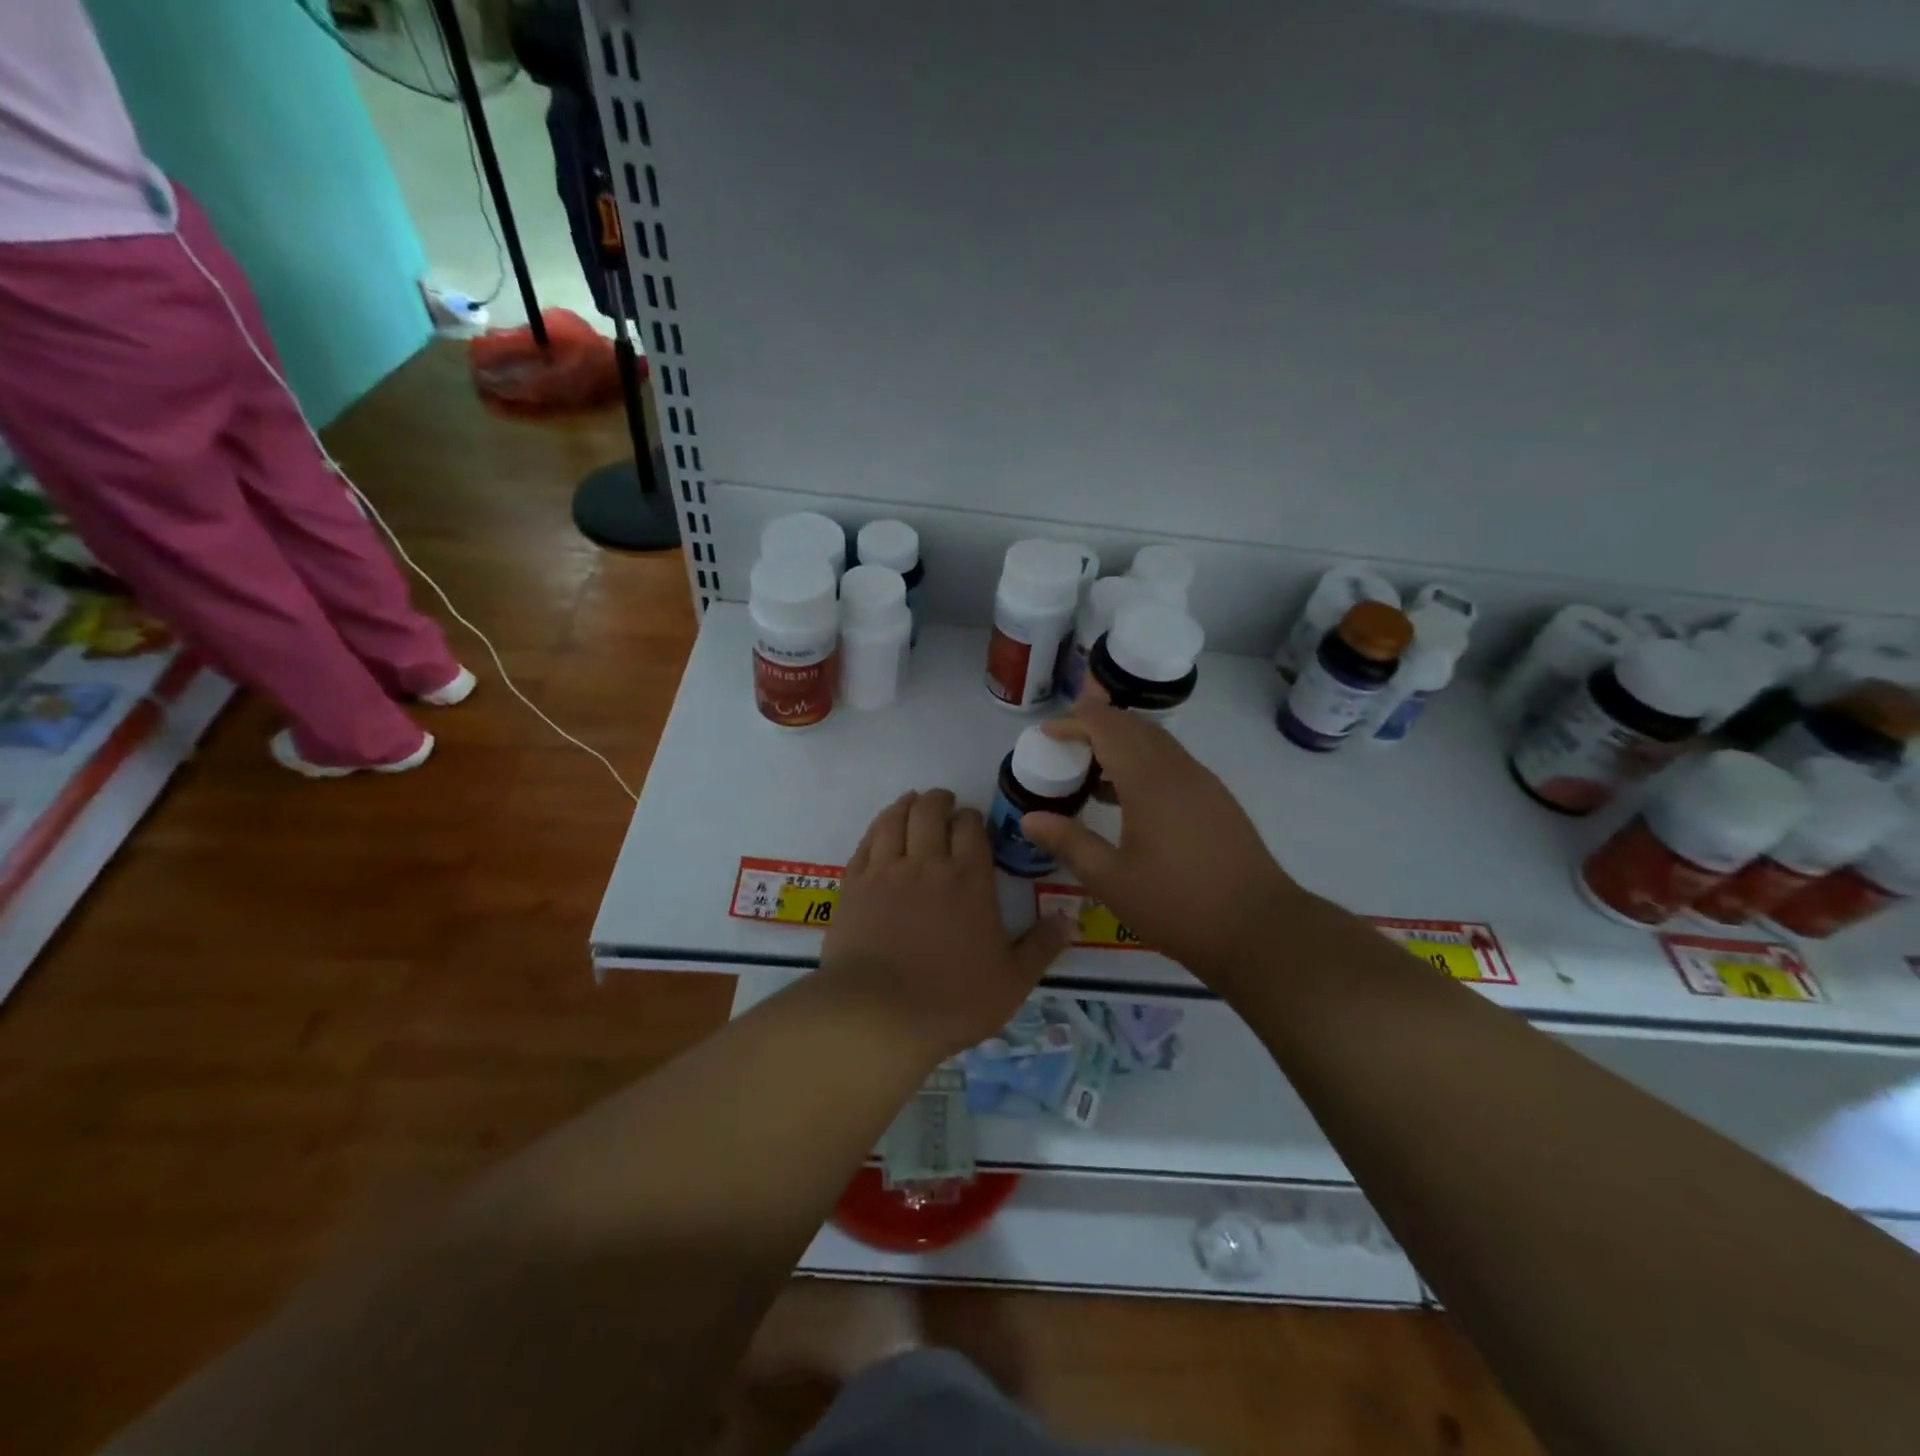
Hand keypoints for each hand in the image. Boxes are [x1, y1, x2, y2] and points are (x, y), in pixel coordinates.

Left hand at [820, 789, 1072, 1059]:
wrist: (878, 1015)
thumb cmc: (952, 1000)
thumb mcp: (1012, 981)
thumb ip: (1042, 946)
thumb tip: (1070, 918)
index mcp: (969, 880)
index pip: (972, 828)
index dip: (973, 818)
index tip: (973, 821)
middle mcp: (927, 864)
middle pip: (931, 812)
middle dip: (940, 801)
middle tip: (944, 802)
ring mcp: (885, 872)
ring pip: (895, 820)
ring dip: (907, 804)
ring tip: (913, 801)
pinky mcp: (854, 886)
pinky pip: (866, 842)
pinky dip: (878, 826)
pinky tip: (882, 827)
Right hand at [1020, 696, 1302, 980]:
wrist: (1260, 930)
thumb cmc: (1178, 905)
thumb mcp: (1111, 880)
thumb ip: (1069, 843)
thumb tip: (1029, 818)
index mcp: (1150, 781)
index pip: (1108, 728)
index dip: (1075, 722)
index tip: (1046, 732)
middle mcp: (1178, 770)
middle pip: (1134, 726)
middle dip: (1097, 723)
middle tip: (1064, 739)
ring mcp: (1203, 783)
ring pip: (1157, 743)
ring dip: (1122, 742)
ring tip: (1089, 767)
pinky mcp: (1216, 801)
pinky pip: (1172, 763)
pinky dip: (1143, 762)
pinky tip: (1127, 797)